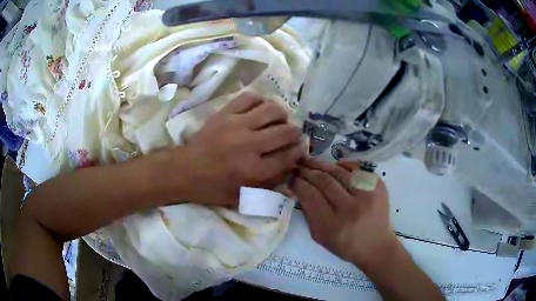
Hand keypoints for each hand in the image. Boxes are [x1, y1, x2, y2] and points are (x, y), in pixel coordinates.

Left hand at [179, 93, 303, 205]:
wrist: (184, 170)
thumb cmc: (212, 188)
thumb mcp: (241, 197)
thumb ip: (268, 185)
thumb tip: (290, 168)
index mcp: (254, 170)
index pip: (288, 156)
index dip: (299, 152)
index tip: (299, 150)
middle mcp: (249, 145)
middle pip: (286, 131)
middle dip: (295, 134)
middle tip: (291, 136)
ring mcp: (237, 125)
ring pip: (272, 110)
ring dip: (281, 115)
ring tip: (278, 121)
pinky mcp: (225, 113)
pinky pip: (250, 97)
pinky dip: (261, 101)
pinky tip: (260, 109)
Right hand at [291, 158, 398, 269]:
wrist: (376, 246)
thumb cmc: (345, 245)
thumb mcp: (319, 236)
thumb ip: (308, 213)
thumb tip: (299, 189)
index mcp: (333, 225)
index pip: (311, 196)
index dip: (299, 183)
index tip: (291, 178)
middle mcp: (352, 208)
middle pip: (324, 181)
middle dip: (308, 171)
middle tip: (298, 166)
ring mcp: (368, 195)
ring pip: (340, 171)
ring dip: (322, 164)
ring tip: (311, 161)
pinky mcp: (379, 187)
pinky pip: (357, 168)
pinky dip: (344, 165)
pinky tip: (334, 165)